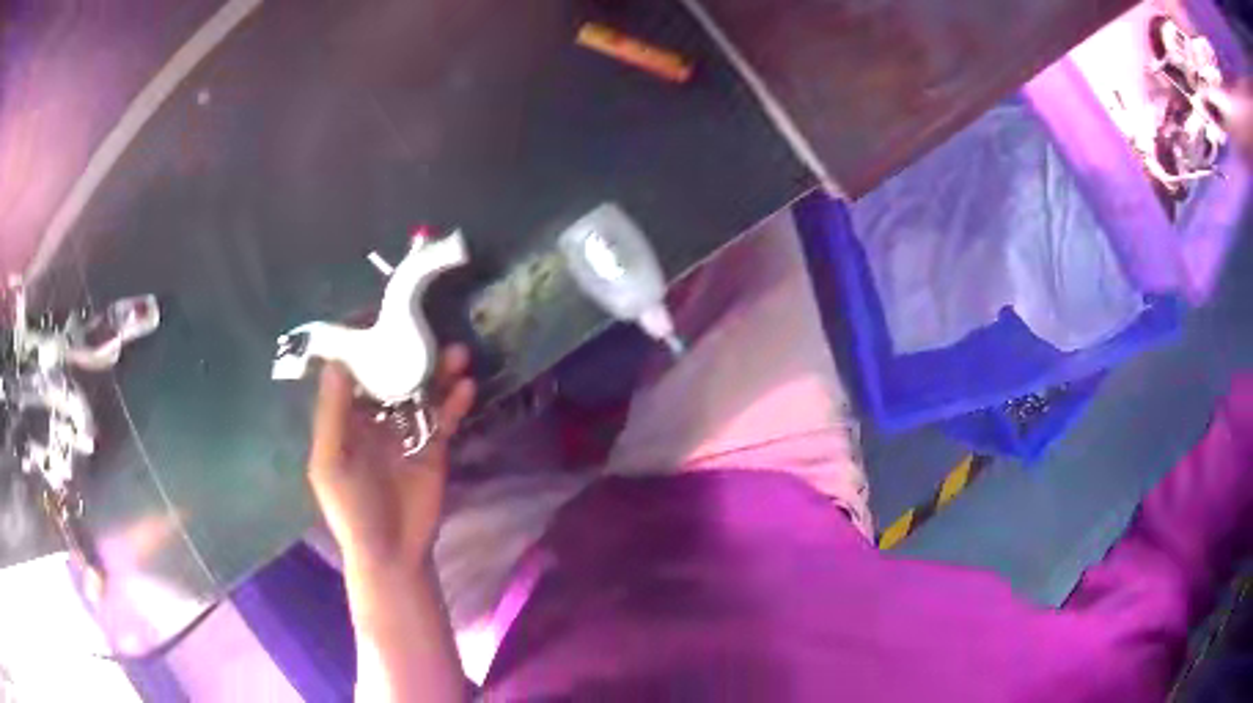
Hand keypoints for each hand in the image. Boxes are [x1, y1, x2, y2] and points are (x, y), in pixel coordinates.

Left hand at [307, 345, 475, 572]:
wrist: (390, 552)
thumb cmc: (351, 510)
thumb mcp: (330, 464)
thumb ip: (333, 415)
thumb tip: (338, 362)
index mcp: (346, 420)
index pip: (354, 372)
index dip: (364, 345)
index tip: (379, 314)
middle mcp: (376, 419)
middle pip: (392, 376)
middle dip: (408, 352)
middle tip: (426, 327)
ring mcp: (407, 433)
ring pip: (422, 393)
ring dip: (438, 372)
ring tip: (456, 352)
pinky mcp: (434, 449)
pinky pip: (444, 418)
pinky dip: (455, 402)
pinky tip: (466, 386)